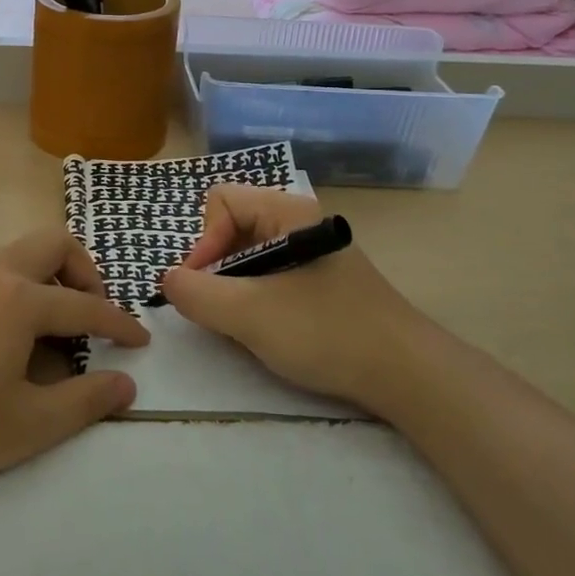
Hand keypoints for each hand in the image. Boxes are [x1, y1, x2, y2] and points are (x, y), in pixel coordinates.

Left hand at [0, 228, 148, 492]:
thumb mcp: (25, 426)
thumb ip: (83, 403)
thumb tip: (125, 385)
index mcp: (20, 300)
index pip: (86, 306)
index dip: (120, 324)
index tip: (141, 340)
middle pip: (54, 244)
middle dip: (85, 273)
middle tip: (91, 316)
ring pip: (20, 253)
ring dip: (49, 277)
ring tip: (53, 329)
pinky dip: (18, 287)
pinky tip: (6, 337)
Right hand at [157, 185, 424, 410]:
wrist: (406, 373)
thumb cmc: (326, 332)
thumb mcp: (249, 314)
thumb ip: (197, 293)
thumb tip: (168, 280)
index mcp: (287, 212)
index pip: (221, 201)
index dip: (202, 241)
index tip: (202, 286)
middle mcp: (299, 221)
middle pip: (233, 225)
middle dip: (215, 266)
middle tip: (219, 308)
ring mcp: (313, 251)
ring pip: (250, 254)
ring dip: (234, 286)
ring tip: (242, 323)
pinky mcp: (321, 280)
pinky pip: (271, 274)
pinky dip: (256, 297)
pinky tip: (267, 329)